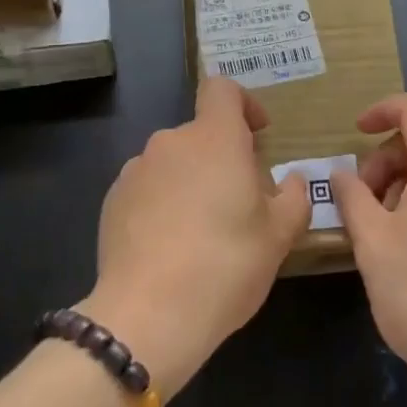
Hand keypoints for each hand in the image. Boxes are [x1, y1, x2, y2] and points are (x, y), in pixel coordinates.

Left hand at [81, 78, 308, 399]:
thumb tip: (293, 179)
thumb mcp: (279, 236)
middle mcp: (171, 142)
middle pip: (201, 134)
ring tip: (202, 231)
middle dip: (222, 158)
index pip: (222, 89)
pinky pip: (147, 189)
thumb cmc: (226, 265)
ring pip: (173, 163)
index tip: (257, 134)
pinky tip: (170, 247)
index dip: (243, 104)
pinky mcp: (112, 201)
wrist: (148, 316)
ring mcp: (136, 170)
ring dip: (191, 182)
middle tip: (240, 202)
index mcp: (214, 138)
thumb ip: (294, 198)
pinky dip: (162, 204)